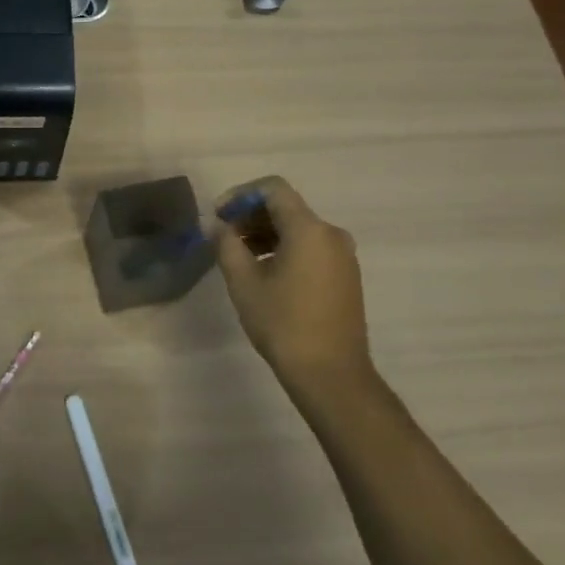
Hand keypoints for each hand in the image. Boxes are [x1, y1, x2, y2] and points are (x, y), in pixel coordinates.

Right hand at [213, 177, 373, 403]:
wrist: (332, 375)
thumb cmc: (284, 324)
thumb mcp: (244, 282)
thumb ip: (226, 245)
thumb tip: (218, 226)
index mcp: (309, 229)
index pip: (273, 188)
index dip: (241, 194)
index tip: (219, 215)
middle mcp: (331, 234)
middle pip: (286, 207)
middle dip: (251, 215)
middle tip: (223, 235)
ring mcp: (343, 256)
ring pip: (299, 228)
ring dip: (266, 233)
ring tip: (239, 255)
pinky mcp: (346, 275)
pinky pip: (311, 246)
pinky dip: (285, 247)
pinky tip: (264, 271)